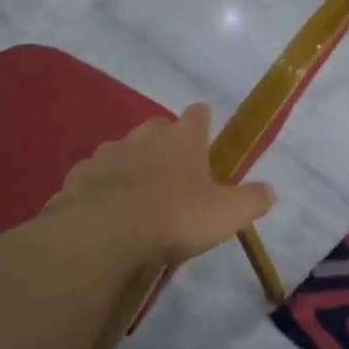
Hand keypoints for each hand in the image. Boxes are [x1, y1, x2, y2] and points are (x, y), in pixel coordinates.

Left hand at [52, 104, 275, 266]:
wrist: (102, 234)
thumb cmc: (174, 217)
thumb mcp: (226, 215)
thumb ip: (252, 200)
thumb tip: (269, 190)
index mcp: (182, 138)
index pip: (198, 114)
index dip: (204, 121)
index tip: (207, 133)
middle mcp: (143, 136)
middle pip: (158, 128)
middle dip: (166, 144)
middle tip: (176, 174)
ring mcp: (107, 153)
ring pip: (124, 151)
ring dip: (133, 166)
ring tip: (139, 198)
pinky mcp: (78, 176)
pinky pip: (96, 176)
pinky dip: (103, 188)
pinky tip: (107, 211)